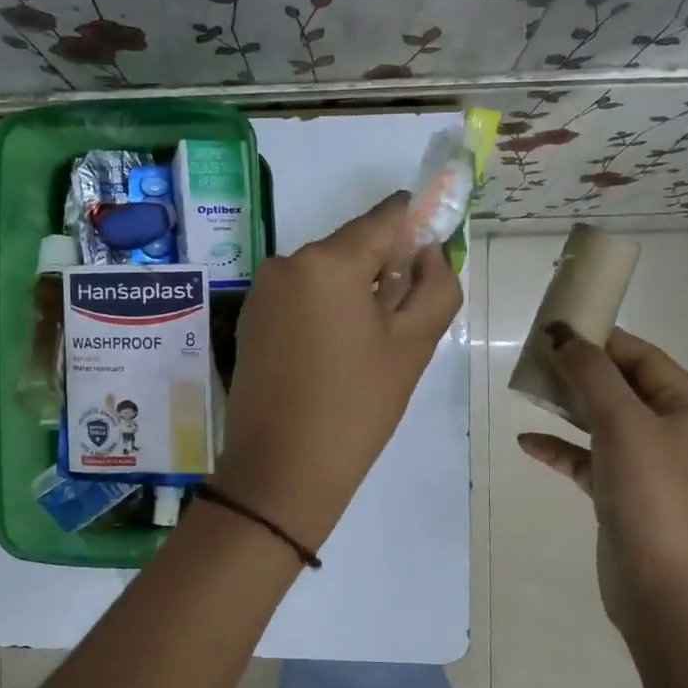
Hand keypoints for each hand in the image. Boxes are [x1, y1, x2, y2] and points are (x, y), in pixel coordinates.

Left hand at [215, 193, 461, 551]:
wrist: (281, 470)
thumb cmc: (356, 406)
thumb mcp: (414, 345)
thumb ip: (436, 285)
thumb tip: (428, 252)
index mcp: (326, 261)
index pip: (385, 217)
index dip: (417, 228)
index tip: (432, 258)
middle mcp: (286, 263)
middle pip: (353, 247)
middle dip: (385, 270)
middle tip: (404, 321)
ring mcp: (262, 293)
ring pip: (326, 274)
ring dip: (355, 294)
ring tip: (369, 347)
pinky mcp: (250, 321)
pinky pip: (300, 298)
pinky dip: (325, 310)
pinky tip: (336, 354)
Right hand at [517, 325, 687, 635]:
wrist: (663, 590)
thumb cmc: (655, 496)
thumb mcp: (624, 425)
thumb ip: (591, 375)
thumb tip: (561, 333)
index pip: (646, 360)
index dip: (604, 340)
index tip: (560, 326)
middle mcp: (677, 435)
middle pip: (624, 389)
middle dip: (581, 372)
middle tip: (537, 356)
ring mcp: (651, 468)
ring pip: (604, 424)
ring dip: (568, 407)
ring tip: (529, 390)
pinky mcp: (624, 497)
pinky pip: (589, 461)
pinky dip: (562, 449)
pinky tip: (528, 443)